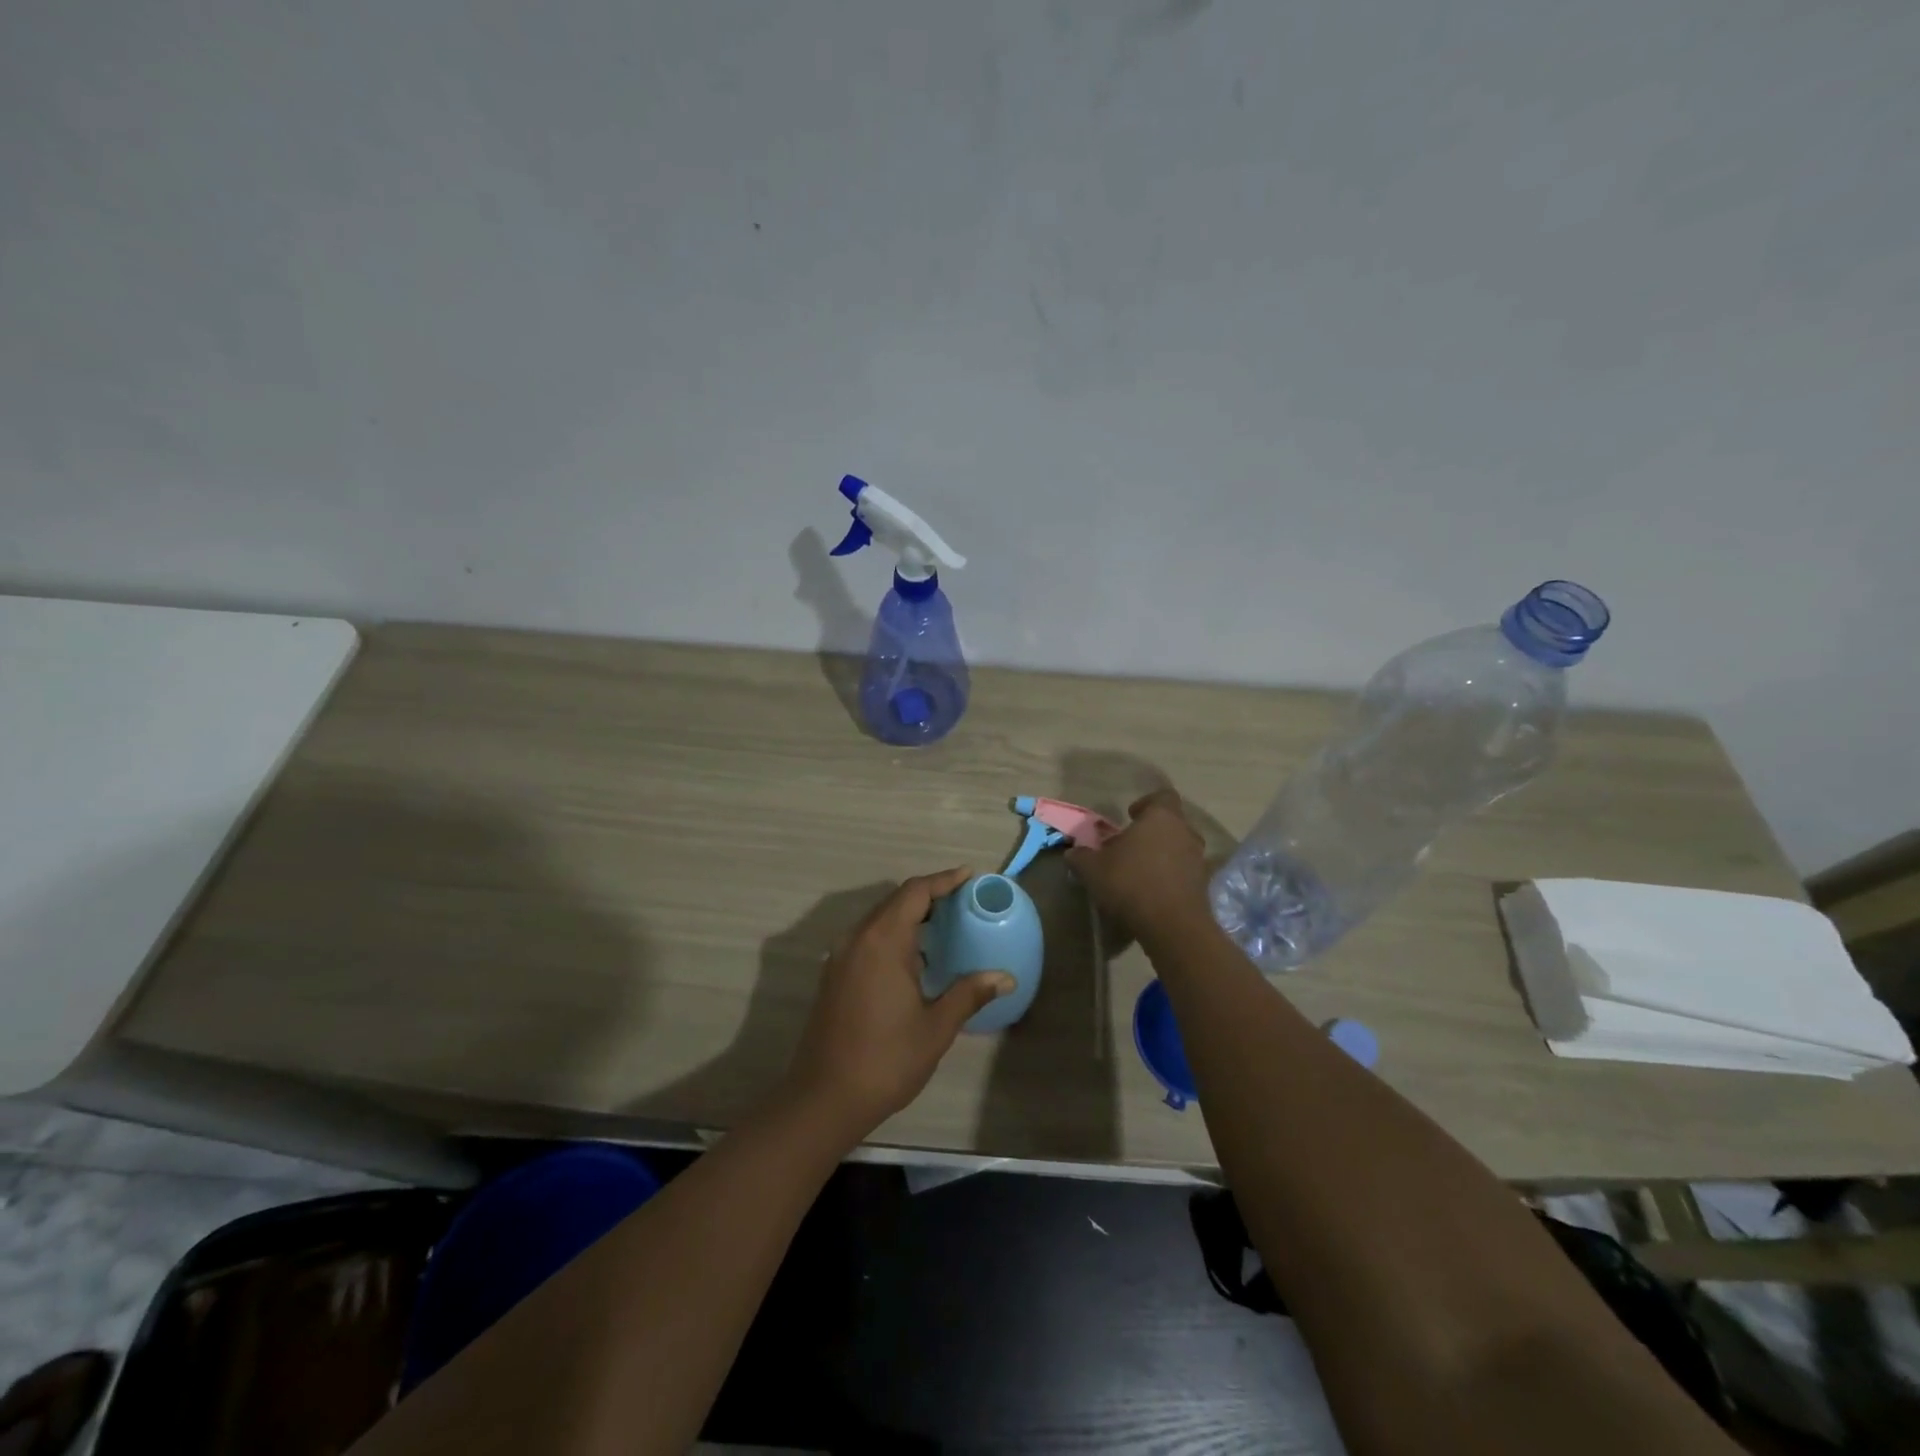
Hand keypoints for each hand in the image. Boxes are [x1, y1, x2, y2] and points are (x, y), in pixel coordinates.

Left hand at [785, 868, 1013, 1138]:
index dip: (943, 881)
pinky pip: (867, 938)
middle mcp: (857, 938)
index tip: (968, 876)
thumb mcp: (935, 1028)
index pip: (914, 893)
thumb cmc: (885, 1060)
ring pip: (878, 919)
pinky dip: (892, 934)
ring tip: (943, 926)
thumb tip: (1005, 977)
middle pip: (895, 901)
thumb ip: (968, 994)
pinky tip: (913, 958)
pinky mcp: (833, 975)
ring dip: (909, 915)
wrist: (823, 1098)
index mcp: (882, 942)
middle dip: (928, 895)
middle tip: (962, 901)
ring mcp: (840, 956)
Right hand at [1066, 788, 1210, 943]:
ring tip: (1140, 871)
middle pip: (1171, 823)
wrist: (1172, 925)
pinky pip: (1185, 872)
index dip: (1146, 804)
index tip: (1130, 816)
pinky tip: (1153, 892)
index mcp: (1161, 817)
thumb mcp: (1093, 869)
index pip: (1161, 797)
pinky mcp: (1203, 885)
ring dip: (1163, 855)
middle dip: (1152, 832)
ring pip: (1179, 847)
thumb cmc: (1130, 883)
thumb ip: (1081, 857)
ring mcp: (1198, 859)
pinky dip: (1172, 877)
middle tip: (1130, 846)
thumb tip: (1072, 852)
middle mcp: (1185, 832)